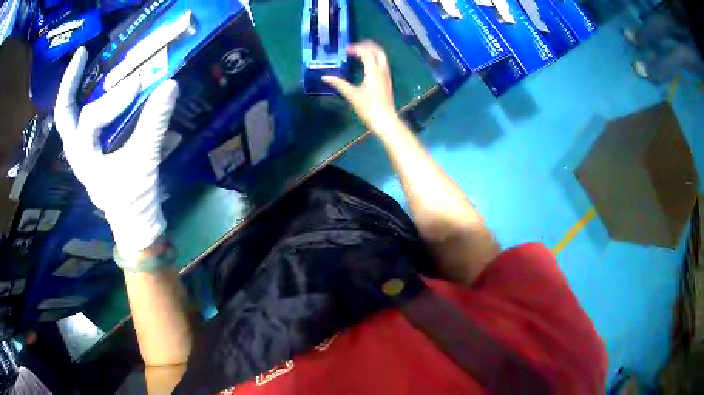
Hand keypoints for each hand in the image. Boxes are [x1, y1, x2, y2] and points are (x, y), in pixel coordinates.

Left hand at [54, 47, 178, 254]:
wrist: (132, 223)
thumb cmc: (135, 198)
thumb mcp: (145, 162)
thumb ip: (154, 124)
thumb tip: (170, 85)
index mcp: (84, 159)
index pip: (92, 119)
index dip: (114, 98)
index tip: (139, 83)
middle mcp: (76, 152)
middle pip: (64, 114)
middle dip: (70, 82)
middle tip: (83, 53)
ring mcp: (79, 151)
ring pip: (68, 116)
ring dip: (74, 88)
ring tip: (84, 60)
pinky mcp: (88, 149)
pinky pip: (79, 119)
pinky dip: (83, 99)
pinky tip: (94, 83)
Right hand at [323, 41, 398, 132]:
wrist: (385, 121)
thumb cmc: (368, 108)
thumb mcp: (352, 95)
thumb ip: (339, 84)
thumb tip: (325, 77)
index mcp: (373, 71)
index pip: (366, 53)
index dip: (356, 48)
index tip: (345, 50)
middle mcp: (382, 71)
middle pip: (378, 51)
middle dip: (367, 46)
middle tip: (355, 47)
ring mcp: (386, 76)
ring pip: (382, 57)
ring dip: (372, 52)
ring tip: (359, 53)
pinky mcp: (387, 82)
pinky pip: (382, 64)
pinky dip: (374, 59)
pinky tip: (366, 65)